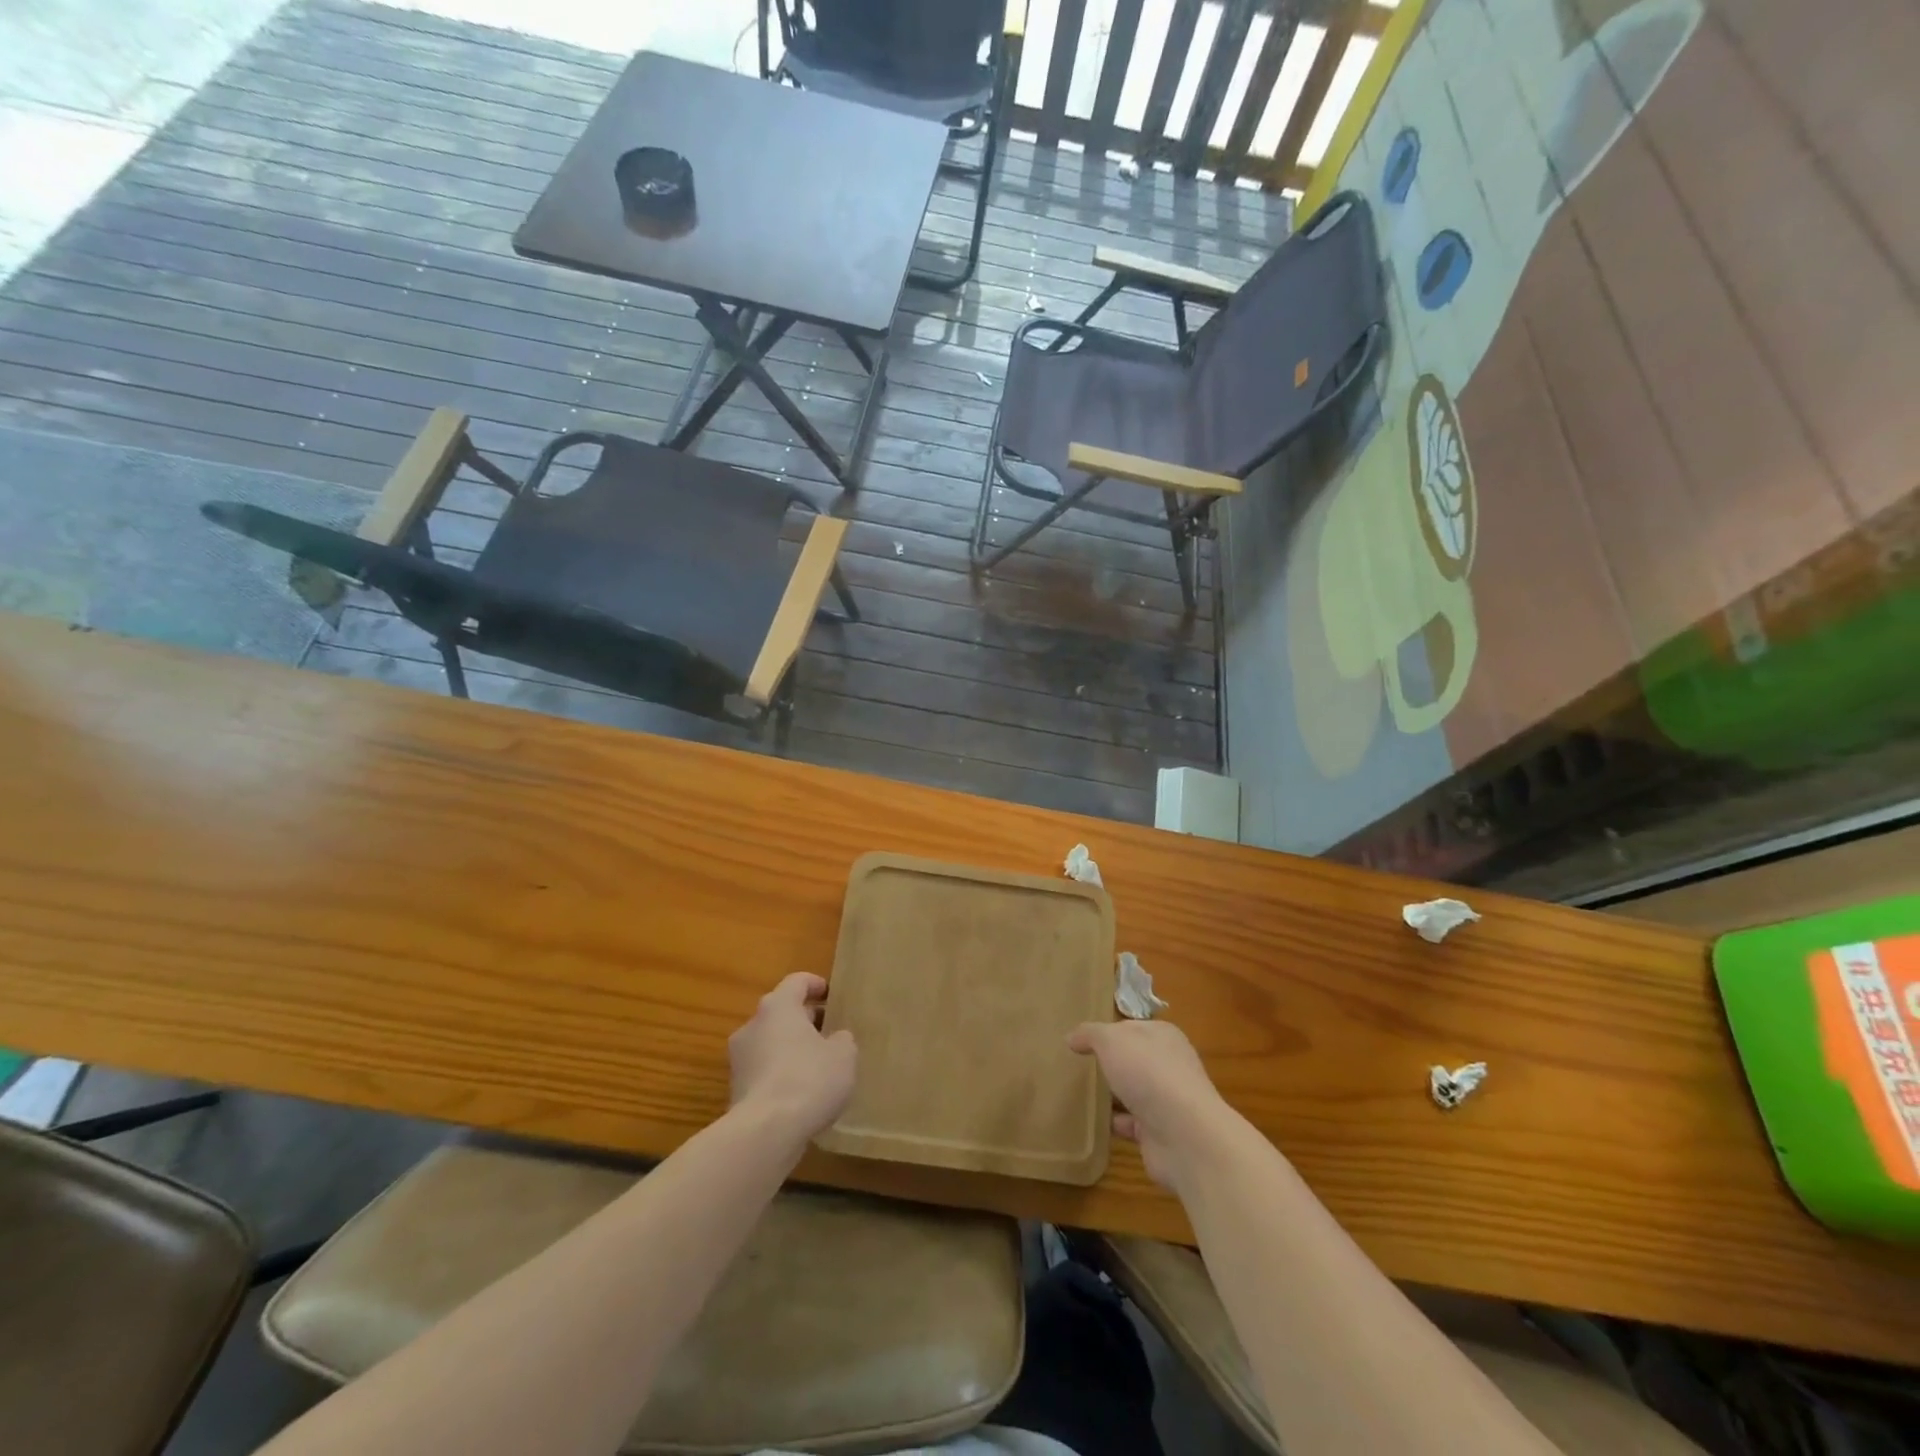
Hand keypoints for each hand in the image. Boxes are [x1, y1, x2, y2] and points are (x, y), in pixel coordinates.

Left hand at [729, 972, 856, 1144]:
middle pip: (781, 1012)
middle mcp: (753, 1025)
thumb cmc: (808, 1079)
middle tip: (830, 1031)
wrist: (765, 1133)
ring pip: (770, 1043)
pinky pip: (763, 1071)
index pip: (796, 982)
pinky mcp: (736, 1090)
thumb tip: (835, 1039)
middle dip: (805, 1019)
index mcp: (778, 1006)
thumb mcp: (843, 1055)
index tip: (831, 995)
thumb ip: (842, 1040)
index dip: (816, 985)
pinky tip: (801, 1093)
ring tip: (818, 1065)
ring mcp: (740, 1059)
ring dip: (791, 1048)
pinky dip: (781, 1074)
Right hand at [1068, 1019, 1230, 1190]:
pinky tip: (1091, 1123)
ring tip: (1078, 1095)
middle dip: (1110, 1064)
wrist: (1184, 1135)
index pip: (1131, 1028)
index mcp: (1162, 1036)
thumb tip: (1072, 1037)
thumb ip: (1090, 1034)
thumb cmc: (1148, 1073)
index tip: (1081, 1041)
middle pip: (1133, 1061)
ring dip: (1111, 1096)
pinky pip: (1130, 1124)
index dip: (1107, 1032)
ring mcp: (1166, 1102)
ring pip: (1132, 1093)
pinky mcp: (1160, 1134)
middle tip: (1077, 1067)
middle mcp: (1168, 1066)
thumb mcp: (1111, 1040)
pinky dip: (1114, 1124)